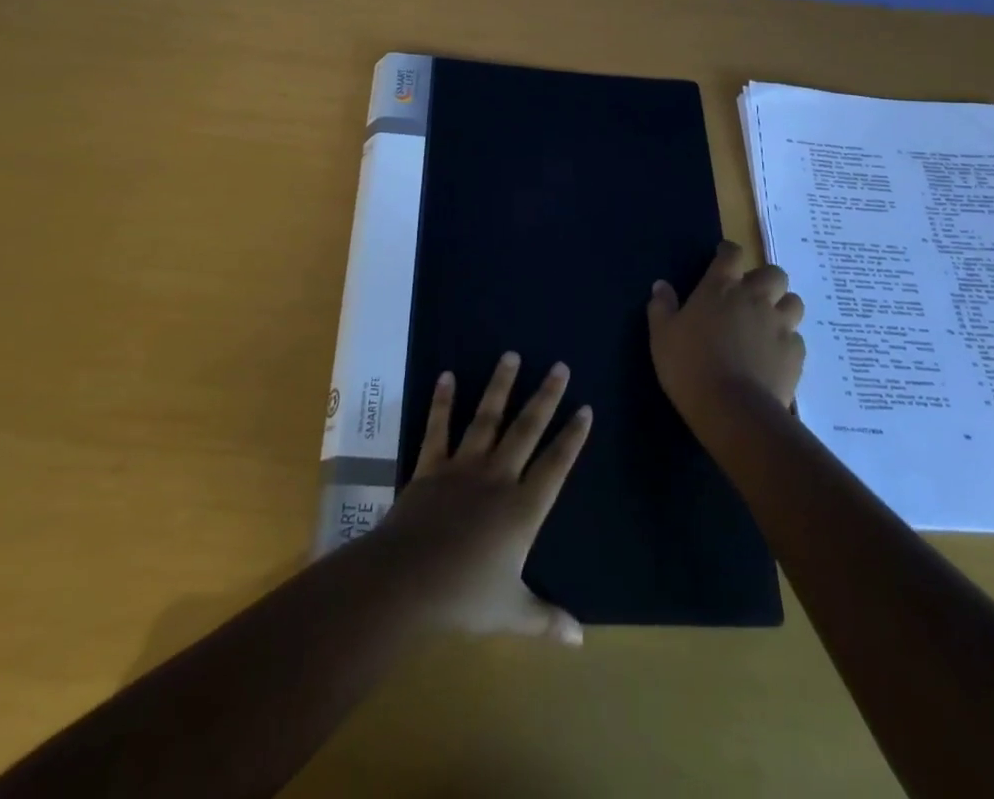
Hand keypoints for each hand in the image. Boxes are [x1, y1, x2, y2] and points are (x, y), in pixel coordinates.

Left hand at [378, 352, 592, 644]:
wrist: (407, 581)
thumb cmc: (464, 598)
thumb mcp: (512, 613)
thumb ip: (547, 620)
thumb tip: (581, 639)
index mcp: (522, 509)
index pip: (556, 466)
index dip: (572, 437)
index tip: (586, 408)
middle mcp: (498, 478)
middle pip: (527, 430)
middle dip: (545, 397)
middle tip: (560, 367)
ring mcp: (463, 467)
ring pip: (487, 418)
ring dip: (500, 386)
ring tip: (511, 355)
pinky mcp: (431, 467)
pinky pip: (438, 428)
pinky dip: (442, 401)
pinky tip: (447, 375)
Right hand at [647, 241, 805, 422]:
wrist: (732, 409)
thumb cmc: (689, 366)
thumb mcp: (662, 336)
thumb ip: (662, 307)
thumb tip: (661, 285)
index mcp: (720, 287)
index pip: (732, 254)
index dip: (729, 252)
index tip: (724, 257)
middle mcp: (754, 298)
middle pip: (773, 273)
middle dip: (765, 280)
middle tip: (751, 296)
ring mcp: (779, 324)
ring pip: (793, 302)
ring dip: (782, 307)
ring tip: (769, 323)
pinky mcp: (796, 353)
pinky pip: (797, 338)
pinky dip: (786, 342)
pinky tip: (774, 356)